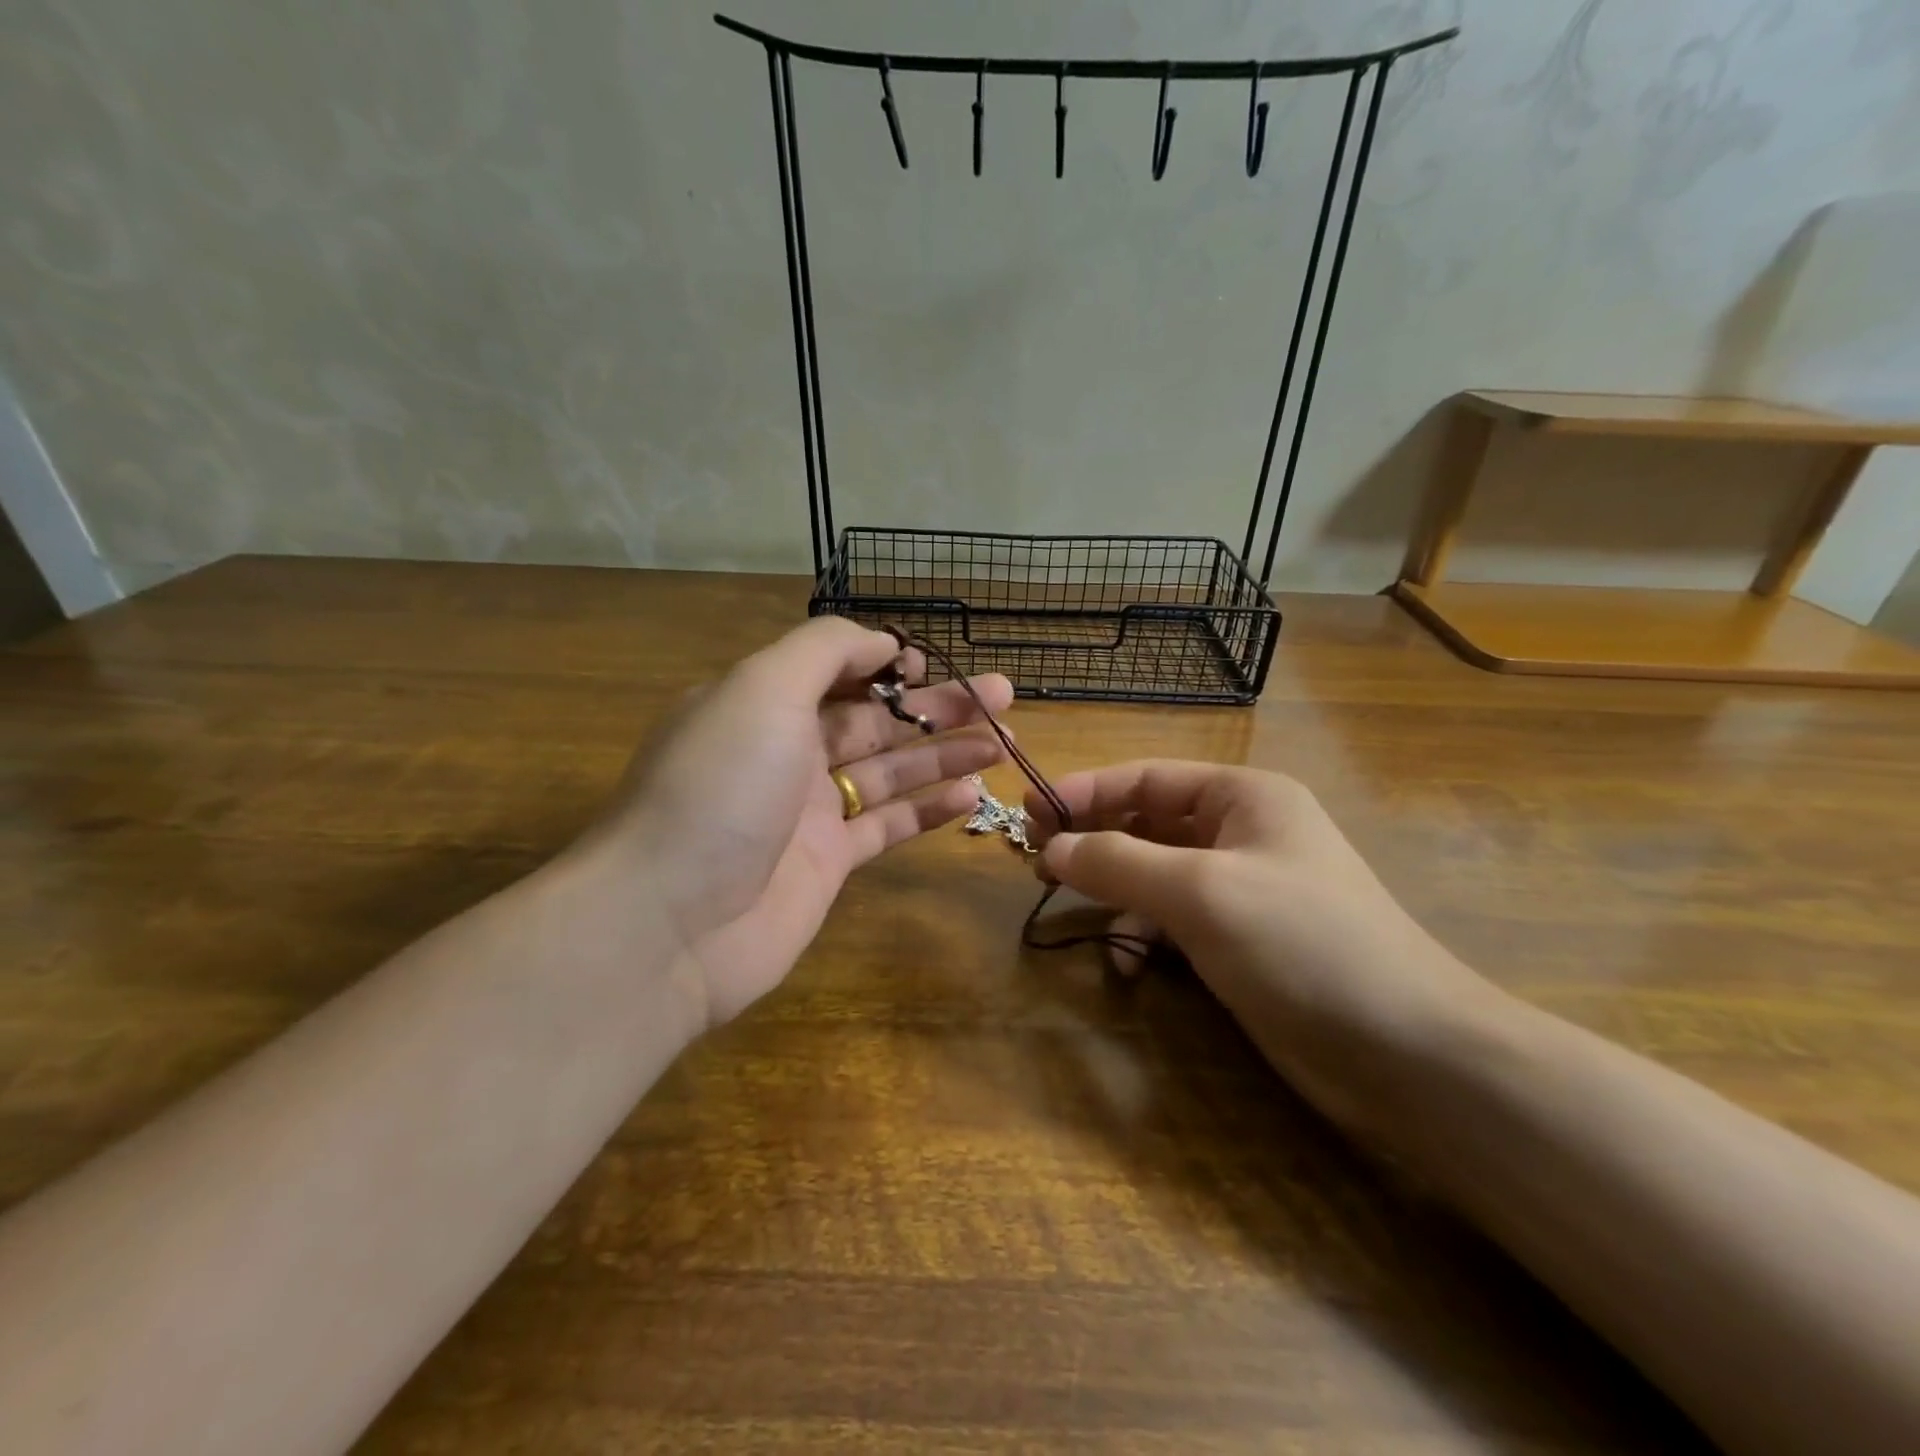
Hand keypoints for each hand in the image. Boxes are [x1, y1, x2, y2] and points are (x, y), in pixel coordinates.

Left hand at [582, 617, 1011, 1028]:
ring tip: (1003, 742)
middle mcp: (786, 751)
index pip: (836, 670)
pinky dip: (929, 810)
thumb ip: (824, 651)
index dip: (887, 664)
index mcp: (762, 703)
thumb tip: (882, 642)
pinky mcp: (827, 863)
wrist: (669, 922)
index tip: (935, 665)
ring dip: (944, 753)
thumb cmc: (719, 788)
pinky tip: (972, 795)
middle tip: (1003, 696)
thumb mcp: (762, 688)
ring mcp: (808, 811)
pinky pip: (888, 825)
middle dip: (937, 706)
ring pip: (890, 771)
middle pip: (875, 719)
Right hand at [1027, 760, 1508, 1138]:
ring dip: (1114, 889)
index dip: (1086, 789)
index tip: (1031, 811)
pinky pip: (1173, 919)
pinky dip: (1143, 934)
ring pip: (1155, 873)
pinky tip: (1126, 964)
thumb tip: (1050, 848)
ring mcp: (1243, 888)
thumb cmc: (1302, 943)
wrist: (1405, 1053)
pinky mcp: (1241, 940)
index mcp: (1244, 797)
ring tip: (1069, 906)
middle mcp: (1243, 832)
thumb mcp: (1200, 892)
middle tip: (1036, 858)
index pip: (1147, 777)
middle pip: (1148, 822)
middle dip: (1094, 838)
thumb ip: (1118, 862)